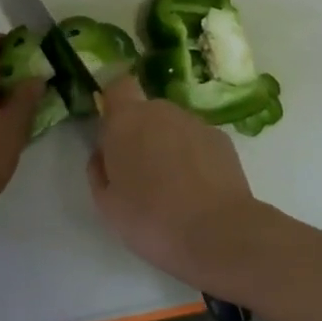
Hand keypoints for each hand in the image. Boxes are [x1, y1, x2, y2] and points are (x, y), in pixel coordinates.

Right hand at [87, 77, 277, 291]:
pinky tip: (197, 190)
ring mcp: (195, 123)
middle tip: (140, 173)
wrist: (217, 233)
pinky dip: (194, 157)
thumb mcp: (106, 204)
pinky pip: (197, 141)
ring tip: (172, 187)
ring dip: (168, 146)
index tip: (113, 133)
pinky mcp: (222, 140)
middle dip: (140, 133)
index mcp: (126, 120)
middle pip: (146, 111)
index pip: (118, 87)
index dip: (114, 105)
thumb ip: (99, 170)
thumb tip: (103, 154)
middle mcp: (162, 111)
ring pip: (173, 127)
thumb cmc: (150, 219)